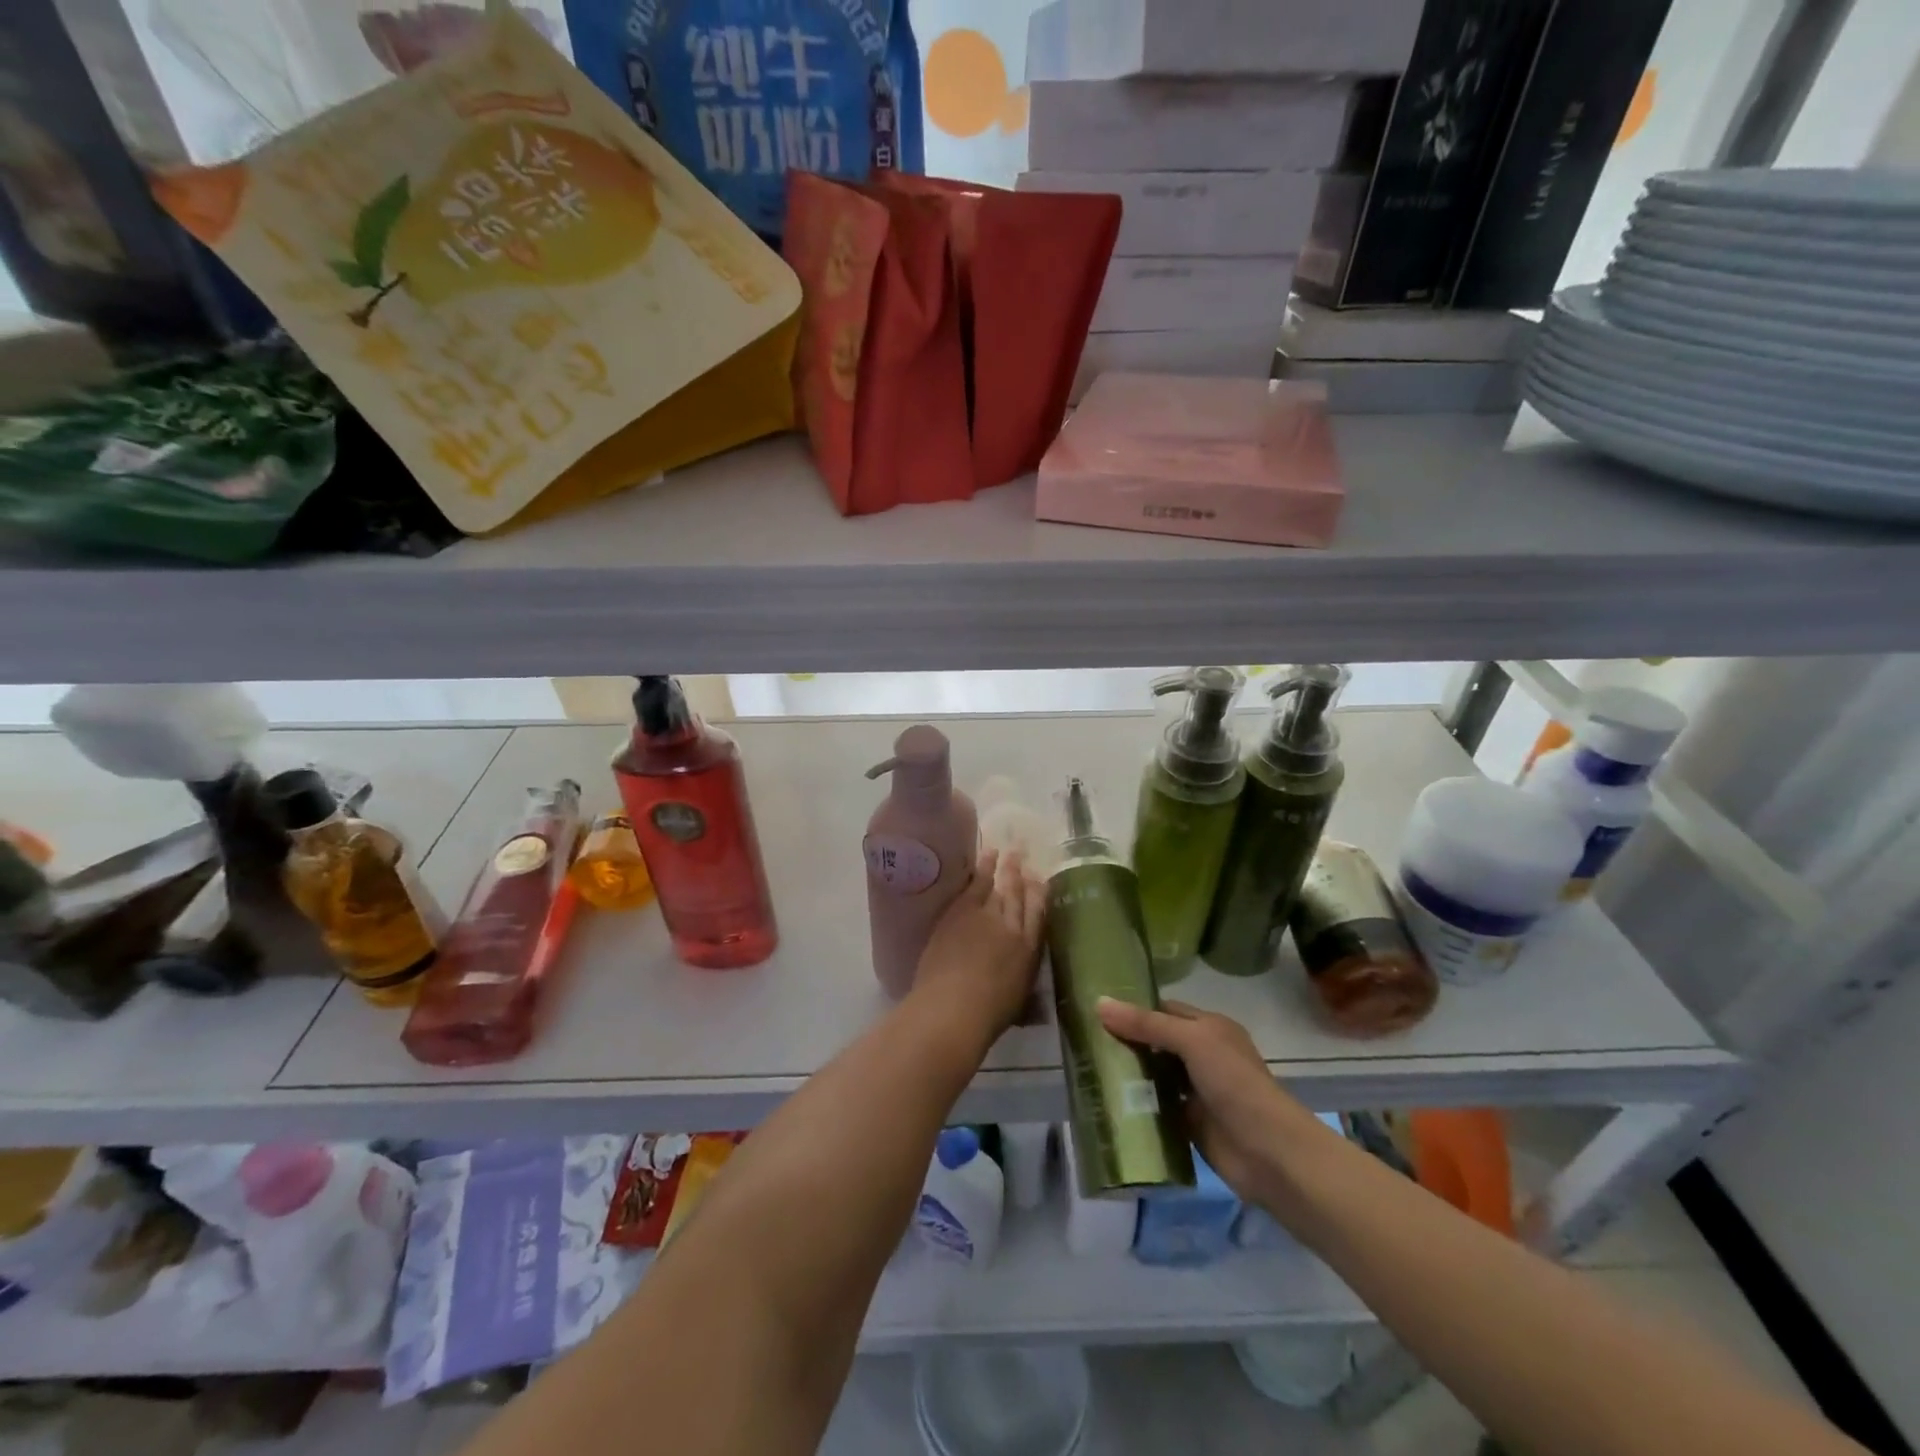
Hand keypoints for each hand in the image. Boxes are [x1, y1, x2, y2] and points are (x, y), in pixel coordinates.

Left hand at [913, 849, 1044, 1037]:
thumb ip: (1025, 994)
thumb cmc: (987, 1017)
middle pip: (1020, 896)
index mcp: (1030, 952)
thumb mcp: (1016, 1004)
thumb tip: (1033, 999)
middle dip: (1023, 875)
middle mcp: (1014, 928)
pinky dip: (983, 868)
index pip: (1040, 916)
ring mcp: (988, 915)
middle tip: (1024, 855)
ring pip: (1000, 885)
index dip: (1040, 896)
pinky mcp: (963, 911)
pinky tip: (987, 856)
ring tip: (1008, 851)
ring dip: (1005, 867)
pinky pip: (976, 883)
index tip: (1041, 880)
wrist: (954, 1007)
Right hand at [1096, 998, 1327, 1204]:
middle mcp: (1203, 1055)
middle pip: (1157, 1043)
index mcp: (1209, 1027)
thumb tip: (1099, 1003)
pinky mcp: (1190, 1124)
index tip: (1095, 1010)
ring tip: (1087, 1070)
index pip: (1164, 1010)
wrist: (1269, 1152)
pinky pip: (1157, 1108)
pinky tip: (1107, 1103)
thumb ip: (1146, 1024)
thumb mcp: (1192, 1041)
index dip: (1133, 1009)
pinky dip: (1137, 1105)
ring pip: (1155, 1075)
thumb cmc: (1234, 1083)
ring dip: (1129, 1074)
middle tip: (1083, 1041)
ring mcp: (1197, 1091)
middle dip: (1126, 1042)